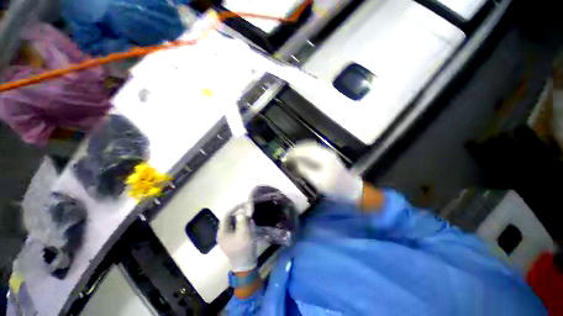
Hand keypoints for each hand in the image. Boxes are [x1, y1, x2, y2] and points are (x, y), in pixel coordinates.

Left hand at [217, 211, 256, 271]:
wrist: (245, 265)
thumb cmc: (243, 248)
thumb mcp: (243, 232)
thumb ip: (241, 220)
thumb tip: (241, 210)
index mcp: (222, 232)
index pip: (226, 215)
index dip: (234, 208)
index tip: (243, 204)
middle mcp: (222, 234)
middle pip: (229, 219)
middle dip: (238, 213)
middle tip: (247, 210)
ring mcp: (227, 238)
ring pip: (233, 223)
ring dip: (241, 218)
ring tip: (249, 217)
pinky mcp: (233, 241)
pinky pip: (236, 229)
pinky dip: (242, 224)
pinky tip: (248, 224)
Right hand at [283, 141, 362, 202]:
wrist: (350, 188)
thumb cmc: (333, 187)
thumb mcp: (317, 181)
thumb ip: (304, 170)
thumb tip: (294, 162)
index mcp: (323, 157)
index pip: (304, 151)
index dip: (293, 153)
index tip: (285, 157)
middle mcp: (325, 151)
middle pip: (307, 146)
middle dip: (296, 149)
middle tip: (287, 155)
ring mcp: (327, 152)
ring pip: (310, 146)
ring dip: (300, 149)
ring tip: (292, 154)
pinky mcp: (328, 155)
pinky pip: (314, 149)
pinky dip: (305, 151)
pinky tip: (302, 155)